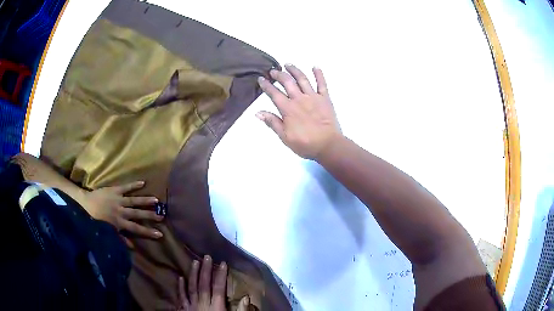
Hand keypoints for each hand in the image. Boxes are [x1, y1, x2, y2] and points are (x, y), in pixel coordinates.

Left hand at [80, 181, 162, 240]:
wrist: (85, 205)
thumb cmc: (95, 221)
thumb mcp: (107, 232)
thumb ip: (120, 239)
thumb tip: (133, 247)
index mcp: (119, 223)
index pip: (136, 228)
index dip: (148, 231)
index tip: (160, 234)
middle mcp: (121, 211)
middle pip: (137, 214)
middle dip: (149, 215)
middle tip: (162, 216)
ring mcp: (118, 200)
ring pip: (133, 200)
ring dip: (145, 200)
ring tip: (156, 200)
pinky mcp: (114, 190)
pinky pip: (125, 187)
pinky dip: (133, 185)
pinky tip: (143, 183)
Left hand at [177, 256, 249, 310]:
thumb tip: (246, 297)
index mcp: (216, 307)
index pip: (219, 288)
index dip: (221, 275)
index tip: (223, 263)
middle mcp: (202, 304)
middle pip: (204, 285)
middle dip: (206, 270)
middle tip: (207, 256)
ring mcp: (191, 306)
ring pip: (191, 288)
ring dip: (193, 274)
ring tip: (195, 262)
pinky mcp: (183, 310)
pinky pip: (181, 297)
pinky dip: (180, 287)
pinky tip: (180, 278)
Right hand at [256, 64, 341, 159]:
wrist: (328, 145)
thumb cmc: (305, 144)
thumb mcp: (285, 137)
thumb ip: (272, 122)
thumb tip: (258, 112)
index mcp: (288, 108)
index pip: (274, 93)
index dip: (266, 85)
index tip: (261, 79)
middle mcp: (299, 99)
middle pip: (287, 82)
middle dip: (279, 74)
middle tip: (273, 71)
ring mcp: (313, 97)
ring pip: (302, 79)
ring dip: (294, 70)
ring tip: (288, 64)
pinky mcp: (325, 98)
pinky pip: (322, 83)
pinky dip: (319, 74)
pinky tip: (315, 67)